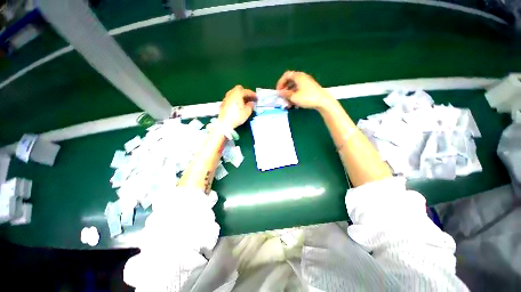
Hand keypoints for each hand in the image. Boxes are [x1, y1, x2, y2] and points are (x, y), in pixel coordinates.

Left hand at [218, 85, 254, 128]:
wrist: (224, 123)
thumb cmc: (237, 116)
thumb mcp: (247, 112)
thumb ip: (250, 106)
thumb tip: (251, 103)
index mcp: (237, 93)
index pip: (246, 91)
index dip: (253, 94)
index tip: (257, 98)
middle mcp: (231, 93)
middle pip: (239, 90)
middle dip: (245, 93)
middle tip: (250, 99)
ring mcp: (226, 98)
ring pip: (234, 94)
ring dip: (240, 97)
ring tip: (245, 103)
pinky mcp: (223, 104)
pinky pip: (231, 99)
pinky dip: (236, 100)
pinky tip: (238, 106)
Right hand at [276, 71, 332, 109]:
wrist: (323, 102)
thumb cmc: (307, 98)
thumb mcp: (294, 97)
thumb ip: (285, 94)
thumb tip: (279, 93)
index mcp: (298, 76)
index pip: (286, 75)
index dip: (280, 82)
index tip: (278, 91)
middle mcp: (302, 77)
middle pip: (290, 80)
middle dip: (284, 88)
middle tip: (282, 96)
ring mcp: (307, 82)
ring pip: (295, 85)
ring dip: (289, 92)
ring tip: (287, 101)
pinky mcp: (310, 87)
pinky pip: (299, 88)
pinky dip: (295, 93)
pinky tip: (294, 101)